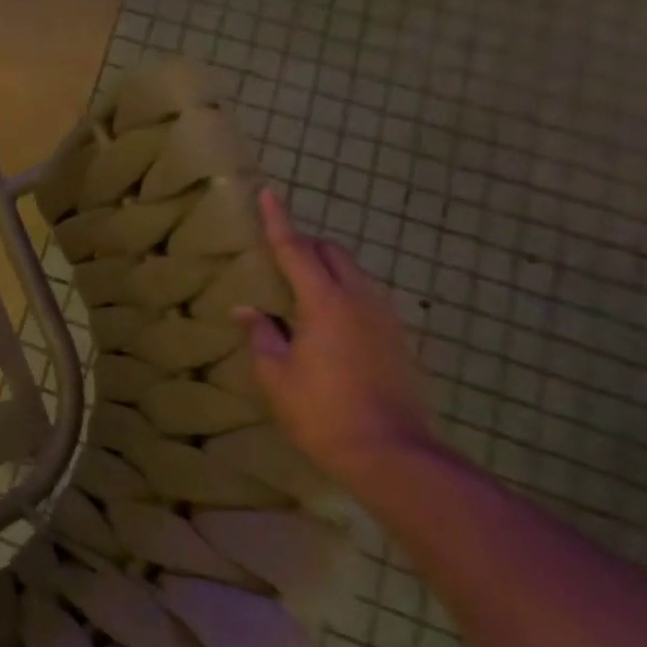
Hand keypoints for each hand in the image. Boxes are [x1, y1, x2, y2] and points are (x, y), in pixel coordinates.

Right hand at [237, 190, 438, 477]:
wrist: (392, 454)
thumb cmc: (320, 411)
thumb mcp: (275, 373)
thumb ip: (261, 334)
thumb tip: (247, 310)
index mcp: (325, 303)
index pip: (296, 249)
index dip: (279, 221)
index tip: (268, 192)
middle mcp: (361, 301)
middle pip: (334, 254)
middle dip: (306, 244)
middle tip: (277, 252)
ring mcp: (386, 320)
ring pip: (355, 275)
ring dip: (326, 269)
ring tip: (298, 287)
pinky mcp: (399, 342)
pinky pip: (367, 299)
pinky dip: (342, 293)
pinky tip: (325, 320)